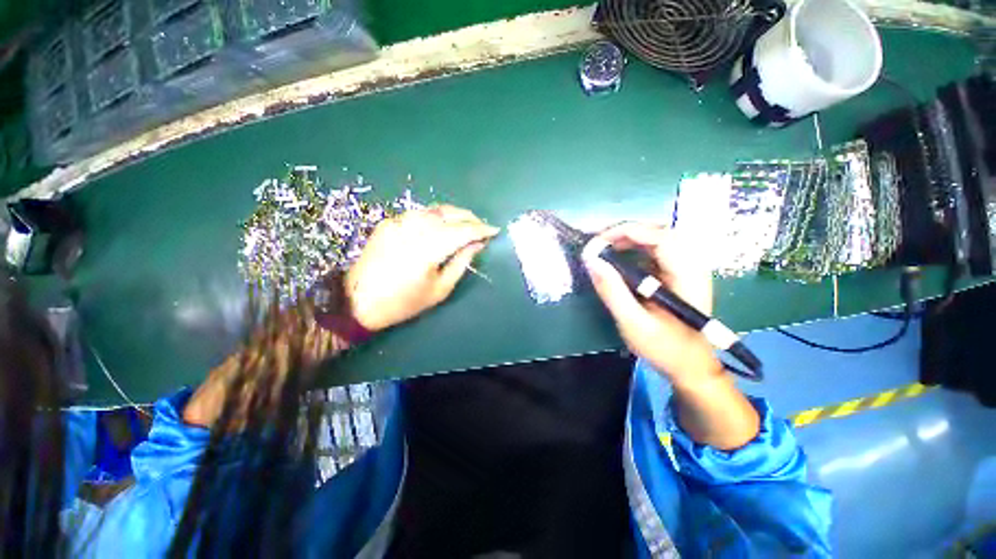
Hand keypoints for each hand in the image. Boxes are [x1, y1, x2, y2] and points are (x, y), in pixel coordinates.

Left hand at [346, 205, 499, 330]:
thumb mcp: (440, 289)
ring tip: (466, 224)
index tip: (495, 231)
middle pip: (448, 214)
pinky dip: (435, 217)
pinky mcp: (389, 222)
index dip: (481, 229)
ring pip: (434, 210)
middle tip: (482, 226)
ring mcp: (398, 222)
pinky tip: (441, 225)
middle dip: (470, 217)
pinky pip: (418, 214)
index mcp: (428, 250)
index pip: (462, 231)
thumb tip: (477, 245)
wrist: (359, 301)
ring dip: (454, 214)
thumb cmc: (404, 302)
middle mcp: (413, 229)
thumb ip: (461, 263)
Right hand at [583, 222, 723, 387]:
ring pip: (658, 239)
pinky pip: (656, 251)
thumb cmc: (665, 348)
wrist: (691, 366)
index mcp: (686, 276)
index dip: (627, 232)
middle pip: (660, 232)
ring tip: (605, 248)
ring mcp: (686, 269)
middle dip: (626, 232)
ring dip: (629, 238)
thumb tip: (591, 261)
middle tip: (599, 243)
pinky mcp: (678, 274)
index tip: (597, 242)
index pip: (660, 238)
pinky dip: (634, 248)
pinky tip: (619, 257)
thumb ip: (612, 291)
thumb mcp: (633, 323)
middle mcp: (691, 266)